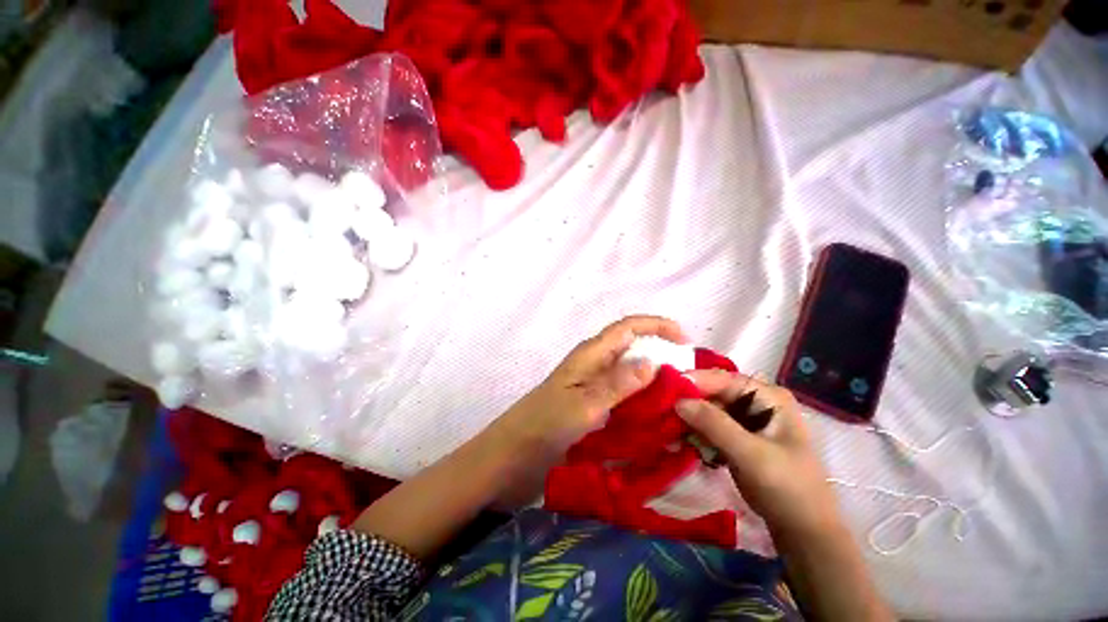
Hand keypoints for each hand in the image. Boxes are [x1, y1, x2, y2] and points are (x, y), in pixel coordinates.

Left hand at [495, 315, 687, 457]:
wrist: (513, 452)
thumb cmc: (545, 425)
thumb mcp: (584, 405)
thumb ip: (617, 384)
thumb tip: (653, 362)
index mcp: (590, 354)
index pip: (627, 327)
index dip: (656, 325)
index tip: (684, 340)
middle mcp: (593, 363)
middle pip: (631, 345)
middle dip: (660, 349)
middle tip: (689, 371)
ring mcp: (591, 383)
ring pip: (628, 368)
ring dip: (653, 374)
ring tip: (680, 390)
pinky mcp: (591, 401)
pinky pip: (622, 390)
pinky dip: (641, 393)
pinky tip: (656, 408)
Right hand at [676, 371, 840, 540]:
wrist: (803, 531)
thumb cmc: (788, 489)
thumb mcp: (752, 455)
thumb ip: (715, 425)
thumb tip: (678, 401)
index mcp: (768, 397)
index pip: (724, 379)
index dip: (695, 382)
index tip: (665, 388)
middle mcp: (756, 402)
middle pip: (713, 393)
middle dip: (689, 402)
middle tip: (661, 409)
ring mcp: (746, 420)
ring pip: (708, 410)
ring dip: (689, 419)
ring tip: (668, 427)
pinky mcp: (736, 437)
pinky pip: (709, 427)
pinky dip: (695, 433)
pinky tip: (681, 441)